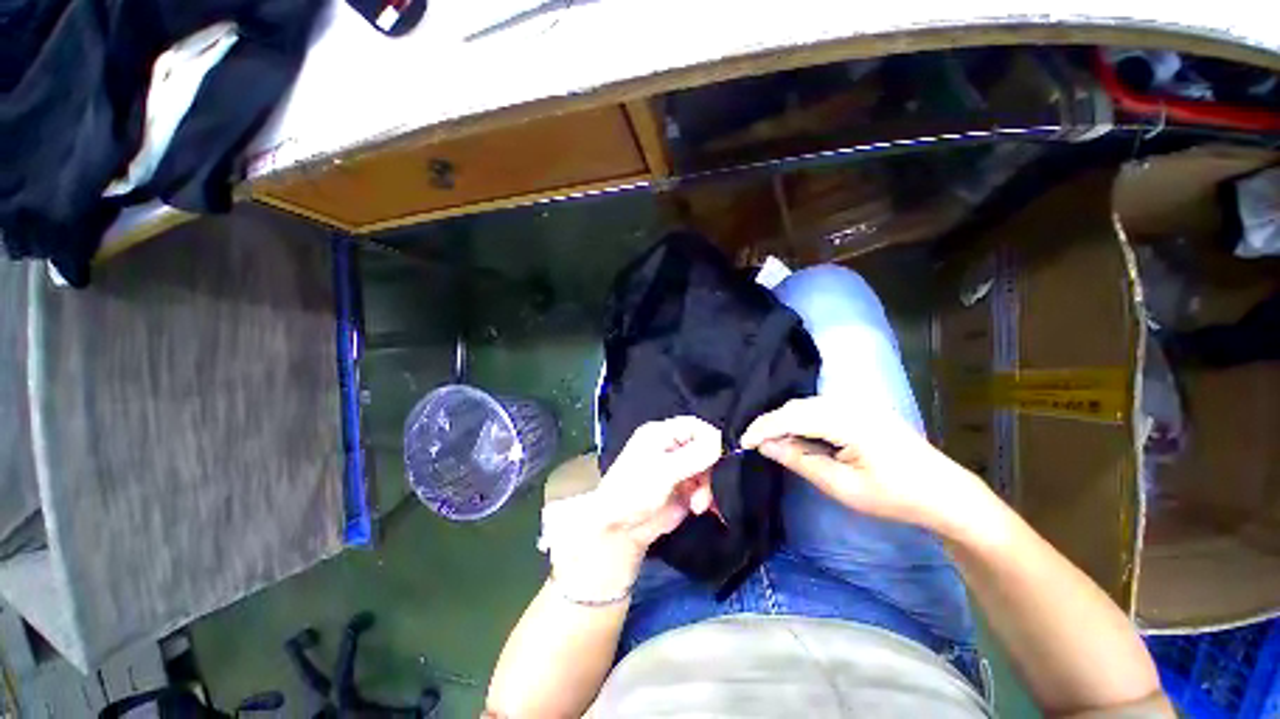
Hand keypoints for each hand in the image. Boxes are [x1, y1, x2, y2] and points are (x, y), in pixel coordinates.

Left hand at [539, 416, 721, 599]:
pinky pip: (705, 486)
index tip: (723, 456)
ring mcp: (680, 468)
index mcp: (661, 434)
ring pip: (708, 468)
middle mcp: (672, 447)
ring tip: (698, 504)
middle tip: (707, 486)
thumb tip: (721, 443)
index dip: (710, 437)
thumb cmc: (634, 490)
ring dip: (708, 486)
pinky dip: (708, 496)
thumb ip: (693, 456)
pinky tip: (702, 508)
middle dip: (709, 467)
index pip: (694, 425)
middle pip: (704, 446)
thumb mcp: (663, 471)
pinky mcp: (685, 488)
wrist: (620, 529)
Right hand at [740, 397, 991, 538]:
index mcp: (847, 420)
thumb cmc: (895, 496)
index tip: (742, 443)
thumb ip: (800, 460)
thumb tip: (765, 446)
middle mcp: (850, 403)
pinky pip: (821, 409)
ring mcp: (858, 404)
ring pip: (807, 406)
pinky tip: (797, 436)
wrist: (947, 494)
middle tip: (753, 444)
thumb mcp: (842, 486)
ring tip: (770, 441)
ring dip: (785, 421)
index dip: (763, 427)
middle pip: (797, 406)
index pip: (792, 416)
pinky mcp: (861, 410)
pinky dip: (802, 421)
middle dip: (771, 423)